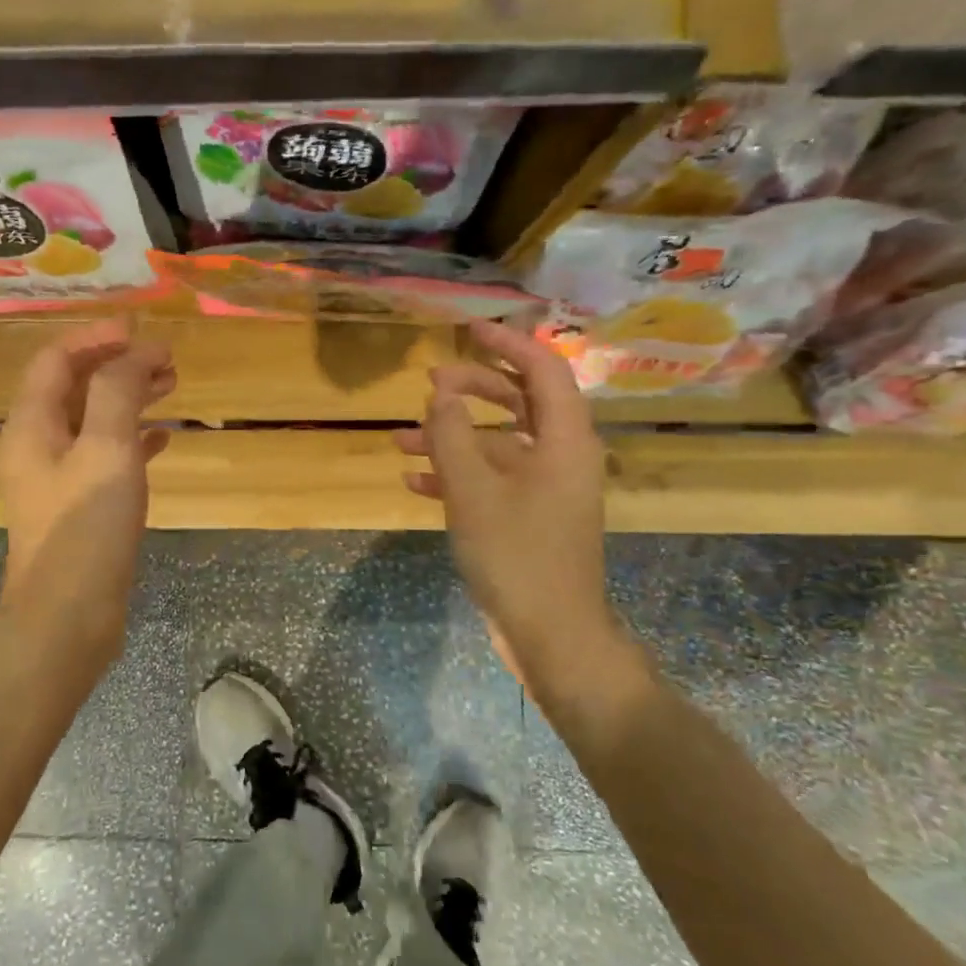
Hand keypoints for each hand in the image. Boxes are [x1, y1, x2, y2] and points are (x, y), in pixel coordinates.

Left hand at [0, 319, 174, 657]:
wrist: (69, 616)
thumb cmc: (85, 528)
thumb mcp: (106, 449)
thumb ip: (118, 391)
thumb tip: (136, 352)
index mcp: (32, 425)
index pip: (57, 360)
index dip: (97, 337)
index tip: (142, 330)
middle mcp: (38, 446)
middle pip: (76, 387)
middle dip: (118, 365)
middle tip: (167, 360)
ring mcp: (59, 479)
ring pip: (94, 421)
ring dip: (129, 398)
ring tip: (172, 387)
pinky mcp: (80, 507)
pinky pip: (106, 457)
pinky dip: (133, 439)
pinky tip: (162, 439)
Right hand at [394, 321, 627, 689]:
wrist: (550, 633)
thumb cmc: (516, 555)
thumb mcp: (473, 490)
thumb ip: (451, 435)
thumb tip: (439, 392)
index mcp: (564, 439)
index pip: (543, 368)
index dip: (507, 343)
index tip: (466, 332)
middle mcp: (562, 455)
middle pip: (519, 401)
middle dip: (471, 389)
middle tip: (428, 386)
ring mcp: (546, 488)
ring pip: (499, 443)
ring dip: (453, 437)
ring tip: (400, 439)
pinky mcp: (530, 516)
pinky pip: (494, 479)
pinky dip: (457, 474)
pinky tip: (414, 481)